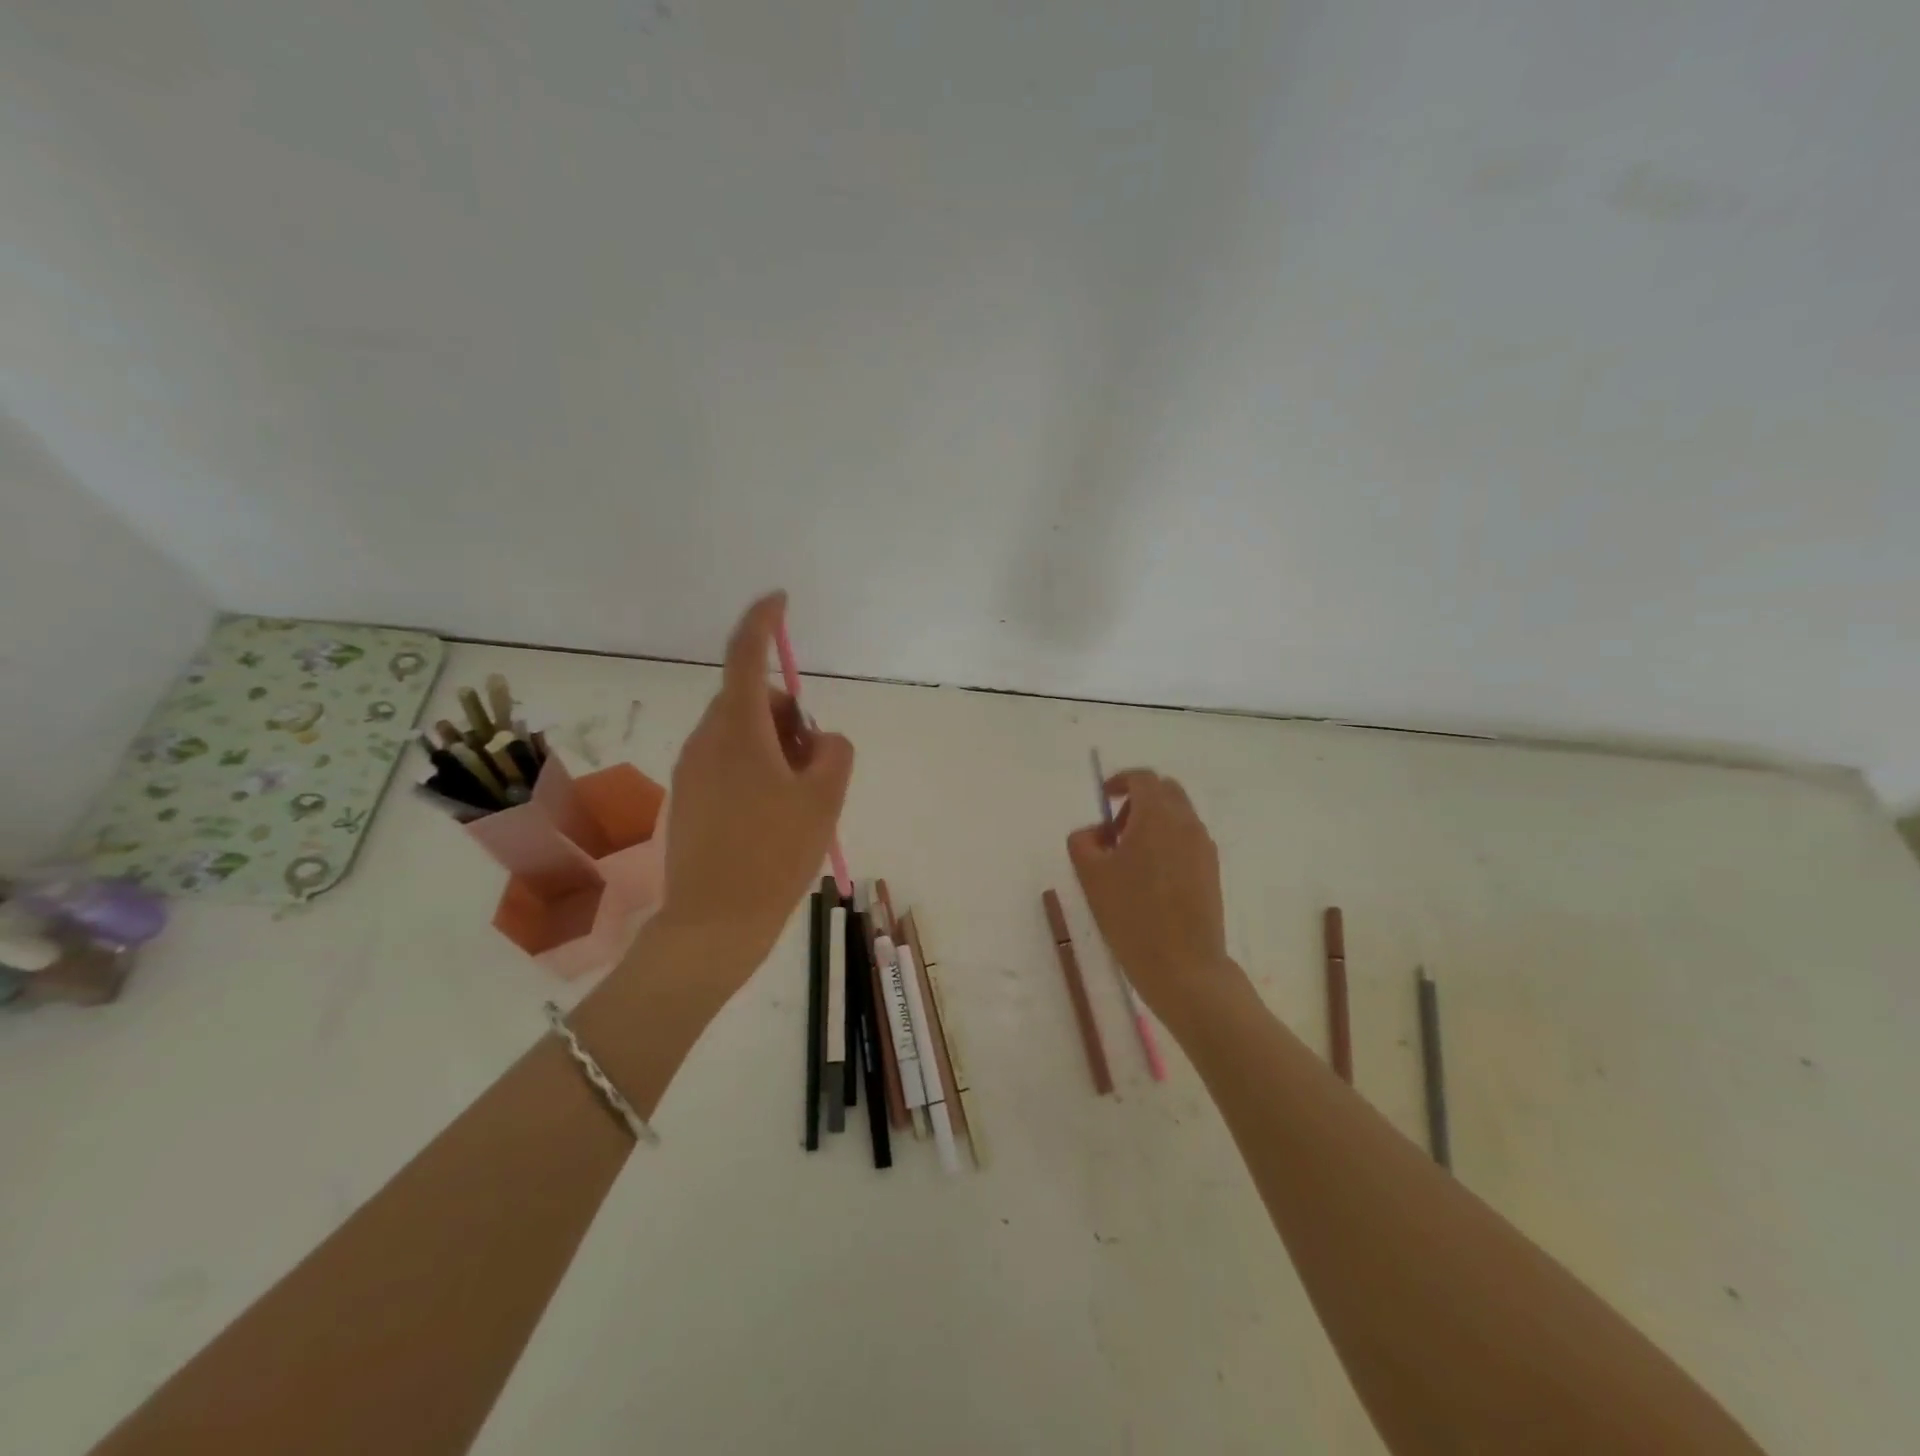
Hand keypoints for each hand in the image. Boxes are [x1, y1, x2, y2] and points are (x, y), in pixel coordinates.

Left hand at [651, 591, 853, 990]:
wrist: (714, 923)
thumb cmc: (774, 855)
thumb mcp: (824, 800)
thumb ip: (834, 752)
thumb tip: (820, 739)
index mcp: (738, 731)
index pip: (747, 656)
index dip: (763, 621)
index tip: (779, 601)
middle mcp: (707, 740)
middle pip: (752, 700)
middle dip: (789, 715)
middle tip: (815, 763)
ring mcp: (693, 770)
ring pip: (742, 732)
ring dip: (775, 745)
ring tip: (798, 799)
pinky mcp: (689, 797)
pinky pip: (728, 761)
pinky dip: (757, 768)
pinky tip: (773, 816)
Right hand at [1066, 769, 1236, 1027]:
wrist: (1183, 966)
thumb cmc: (1130, 915)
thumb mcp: (1090, 875)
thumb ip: (1084, 841)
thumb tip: (1096, 833)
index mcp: (1157, 816)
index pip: (1143, 778)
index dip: (1120, 782)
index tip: (1103, 799)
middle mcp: (1186, 823)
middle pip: (1165, 791)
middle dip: (1138, 800)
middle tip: (1114, 830)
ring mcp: (1204, 847)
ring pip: (1178, 816)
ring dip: (1153, 822)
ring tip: (1128, 860)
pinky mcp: (1212, 871)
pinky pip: (1187, 840)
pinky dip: (1167, 842)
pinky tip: (1150, 879)